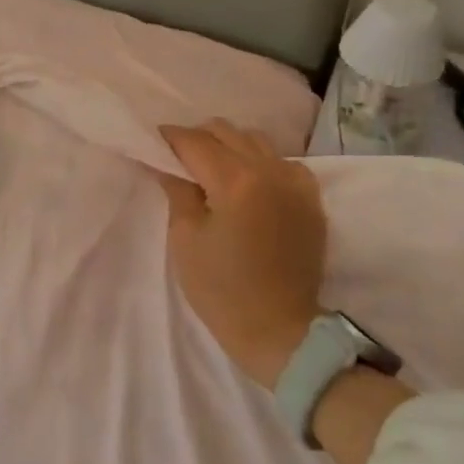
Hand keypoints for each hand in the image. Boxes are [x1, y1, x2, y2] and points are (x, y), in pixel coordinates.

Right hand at [157, 121, 327, 389]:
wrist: (281, 332)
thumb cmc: (223, 291)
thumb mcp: (186, 240)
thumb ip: (177, 191)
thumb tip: (164, 162)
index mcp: (235, 181)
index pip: (194, 141)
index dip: (169, 138)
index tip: (153, 141)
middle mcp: (269, 170)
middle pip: (225, 131)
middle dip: (198, 138)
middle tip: (180, 159)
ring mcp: (295, 182)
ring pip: (255, 140)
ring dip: (230, 145)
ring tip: (214, 169)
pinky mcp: (311, 198)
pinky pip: (283, 161)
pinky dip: (262, 163)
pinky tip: (251, 185)